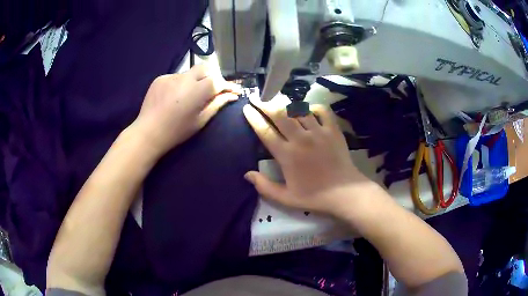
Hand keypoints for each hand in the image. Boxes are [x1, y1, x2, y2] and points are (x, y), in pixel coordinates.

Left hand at [133, 63, 239, 155]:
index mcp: (196, 91)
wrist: (148, 133)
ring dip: (195, 81)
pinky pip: (176, 77)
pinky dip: (180, 84)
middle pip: (206, 67)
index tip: (233, 91)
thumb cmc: (177, 131)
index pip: (218, 80)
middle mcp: (184, 78)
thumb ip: (217, 104)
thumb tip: (232, 95)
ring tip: (189, 96)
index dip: (227, 85)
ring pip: (190, 72)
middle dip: (213, 76)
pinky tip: (175, 97)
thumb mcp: (200, 120)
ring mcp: (171, 76)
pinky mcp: (160, 78)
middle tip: (212, 90)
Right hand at [243, 95, 375, 217]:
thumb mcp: (286, 198)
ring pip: (299, 110)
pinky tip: (308, 110)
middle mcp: (300, 139)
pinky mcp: (333, 130)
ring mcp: (318, 132)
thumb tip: (247, 174)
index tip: (247, 108)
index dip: (254, 118)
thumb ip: (265, 186)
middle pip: (279, 114)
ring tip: (279, 99)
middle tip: (258, 96)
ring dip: (286, 103)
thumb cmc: (315, 196)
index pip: (265, 131)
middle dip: (265, 103)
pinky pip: (322, 111)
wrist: (345, 192)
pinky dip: (313, 107)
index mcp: (287, 155)